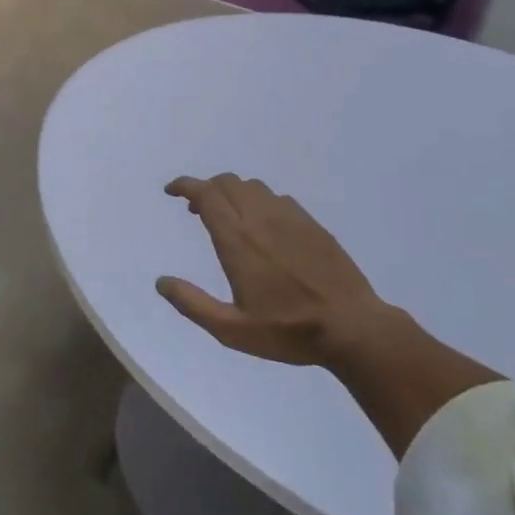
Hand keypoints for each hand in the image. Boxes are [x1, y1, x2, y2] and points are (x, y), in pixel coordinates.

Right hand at [157, 174, 396, 367]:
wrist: (353, 328)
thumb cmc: (288, 331)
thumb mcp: (231, 330)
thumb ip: (193, 304)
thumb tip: (161, 282)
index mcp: (237, 239)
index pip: (206, 194)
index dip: (185, 186)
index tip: (171, 191)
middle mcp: (261, 218)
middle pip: (227, 182)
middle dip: (206, 188)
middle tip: (196, 209)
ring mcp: (290, 218)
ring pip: (253, 187)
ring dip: (232, 192)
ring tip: (228, 216)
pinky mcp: (312, 225)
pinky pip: (278, 198)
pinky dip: (259, 201)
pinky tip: (263, 226)